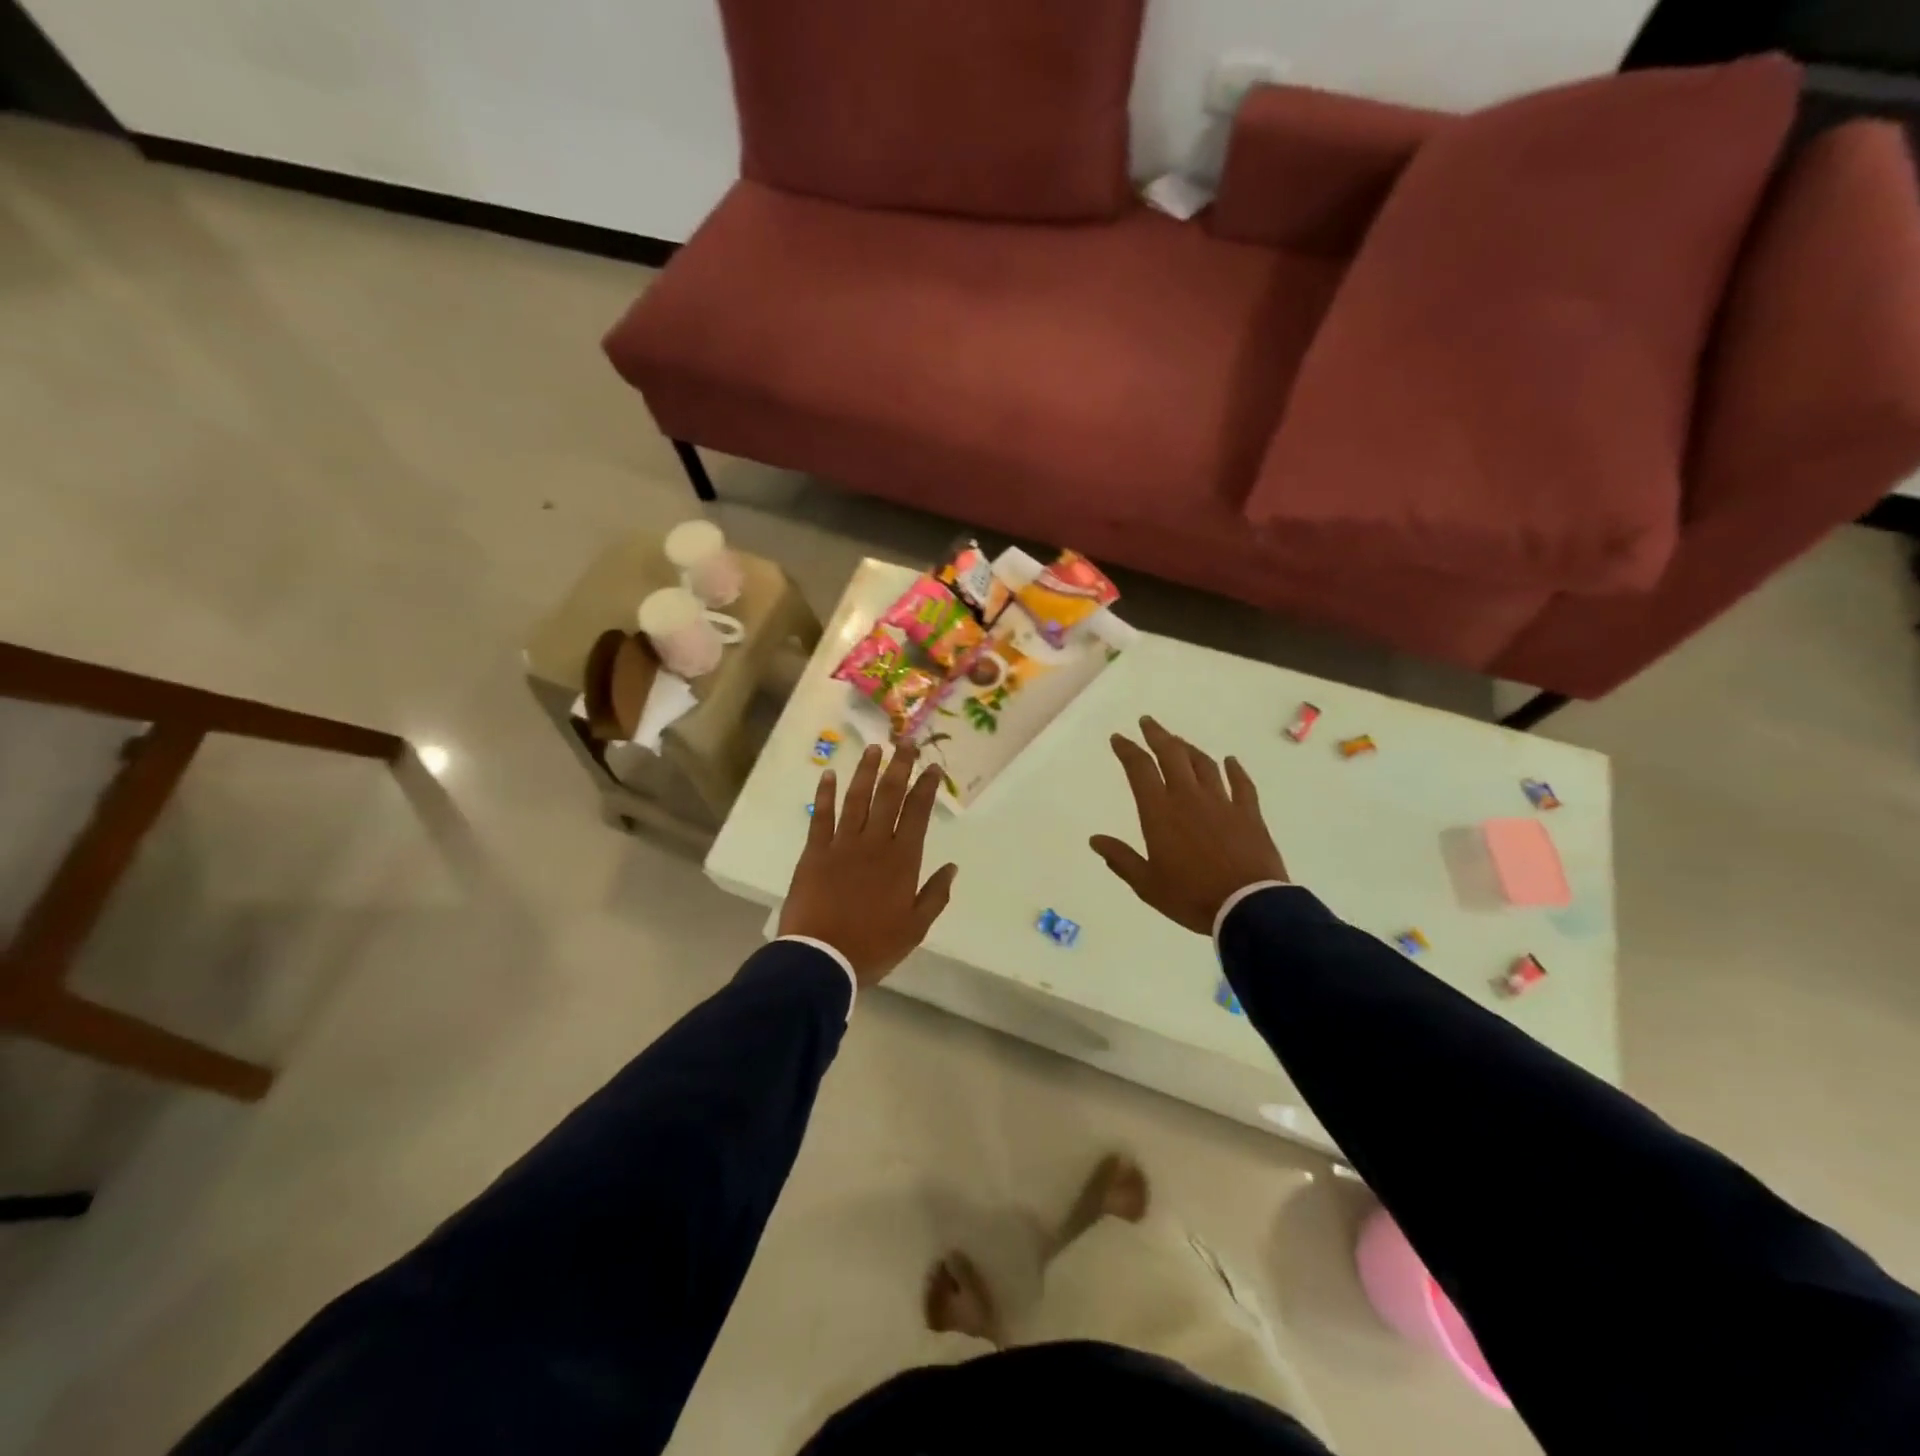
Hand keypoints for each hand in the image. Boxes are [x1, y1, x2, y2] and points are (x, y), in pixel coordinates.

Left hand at [780, 743, 958, 986]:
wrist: (821, 958)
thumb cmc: (873, 946)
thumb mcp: (915, 928)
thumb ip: (935, 895)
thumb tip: (952, 867)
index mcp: (902, 860)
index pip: (917, 813)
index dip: (926, 787)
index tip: (932, 767)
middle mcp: (874, 843)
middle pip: (888, 796)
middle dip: (899, 767)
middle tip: (905, 742)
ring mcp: (842, 845)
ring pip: (857, 799)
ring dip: (866, 772)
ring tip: (873, 749)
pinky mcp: (815, 852)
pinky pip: (821, 816)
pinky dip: (826, 794)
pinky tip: (830, 775)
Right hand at [1089, 717, 1288, 935]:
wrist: (1247, 906)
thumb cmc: (1190, 896)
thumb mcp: (1147, 884)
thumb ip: (1121, 859)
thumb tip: (1095, 840)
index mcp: (1159, 812)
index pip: (1139, 769)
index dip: (1127, 750)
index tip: (1119, 738)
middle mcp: (1188, 797)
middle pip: (1171, 755)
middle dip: (1157, 735)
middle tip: (1148, 722)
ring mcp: (1222, 802)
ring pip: (1203, 764)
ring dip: (1188, 748)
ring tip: (1178, 741)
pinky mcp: (1248, 813)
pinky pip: (1241, 783)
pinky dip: (1234, 769)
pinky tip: (1230, 761)